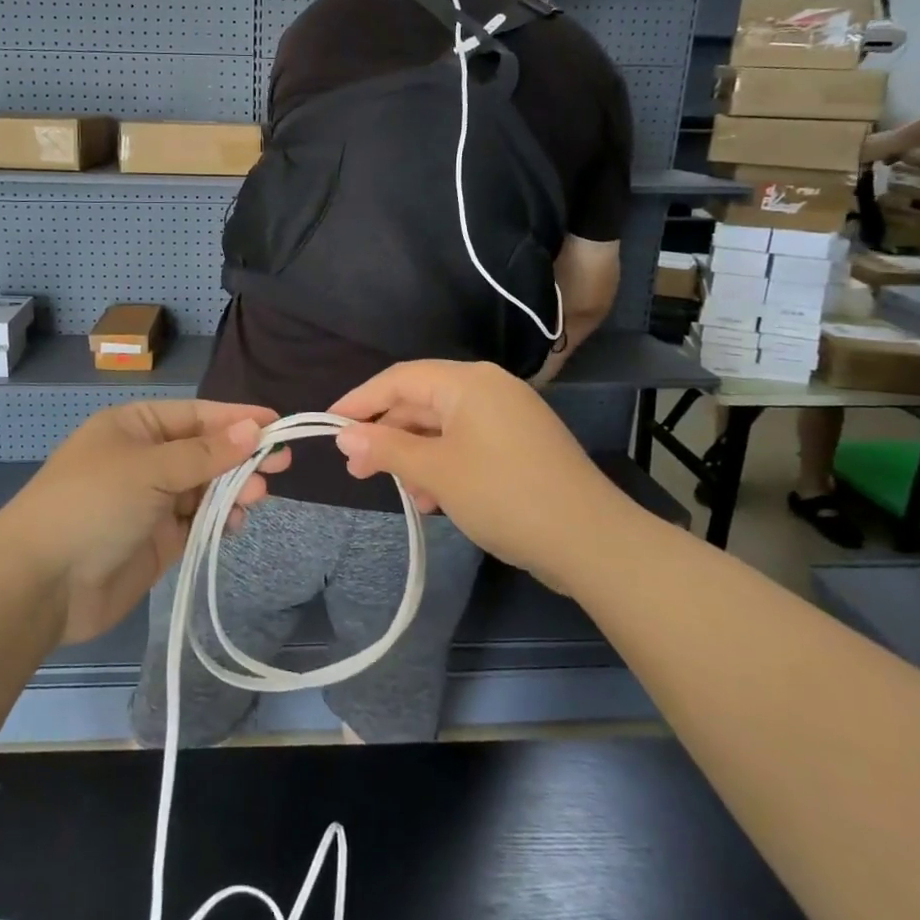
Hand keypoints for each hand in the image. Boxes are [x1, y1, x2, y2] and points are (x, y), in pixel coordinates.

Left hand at [0, 401, 290, 642]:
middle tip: (281, 463)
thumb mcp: (149, 469)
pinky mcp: (158, 540)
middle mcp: (145, 459)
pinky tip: (236, 521)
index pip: (197, 416)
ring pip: (205, 487)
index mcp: (135, 427)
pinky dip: (219, 519)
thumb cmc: (92, 505)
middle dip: (240, 456)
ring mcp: (151, 502)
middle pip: (205, 451)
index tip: (278, 423)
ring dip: (233, 488)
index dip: (237, 418)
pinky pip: (198, 521)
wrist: (40, 584)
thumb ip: (205, 453)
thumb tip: (253, 428)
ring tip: (259, 495)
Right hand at [329, 360, 623, 589]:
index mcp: (468, 382)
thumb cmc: (504, 495)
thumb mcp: (436, 472)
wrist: (591, 540)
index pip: (400, 378)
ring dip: (415, 456)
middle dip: (387, 435)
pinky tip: (433, 499)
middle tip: (356, 468)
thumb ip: (387, 449)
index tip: (329, 424)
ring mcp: (509, 417)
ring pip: (444, 427)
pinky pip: (468, 444)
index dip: (360, 400)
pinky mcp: (521, 445)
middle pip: (422, 402)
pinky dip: (444, 465)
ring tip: (399, 490)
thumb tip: (344, 436)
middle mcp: (489, 389)